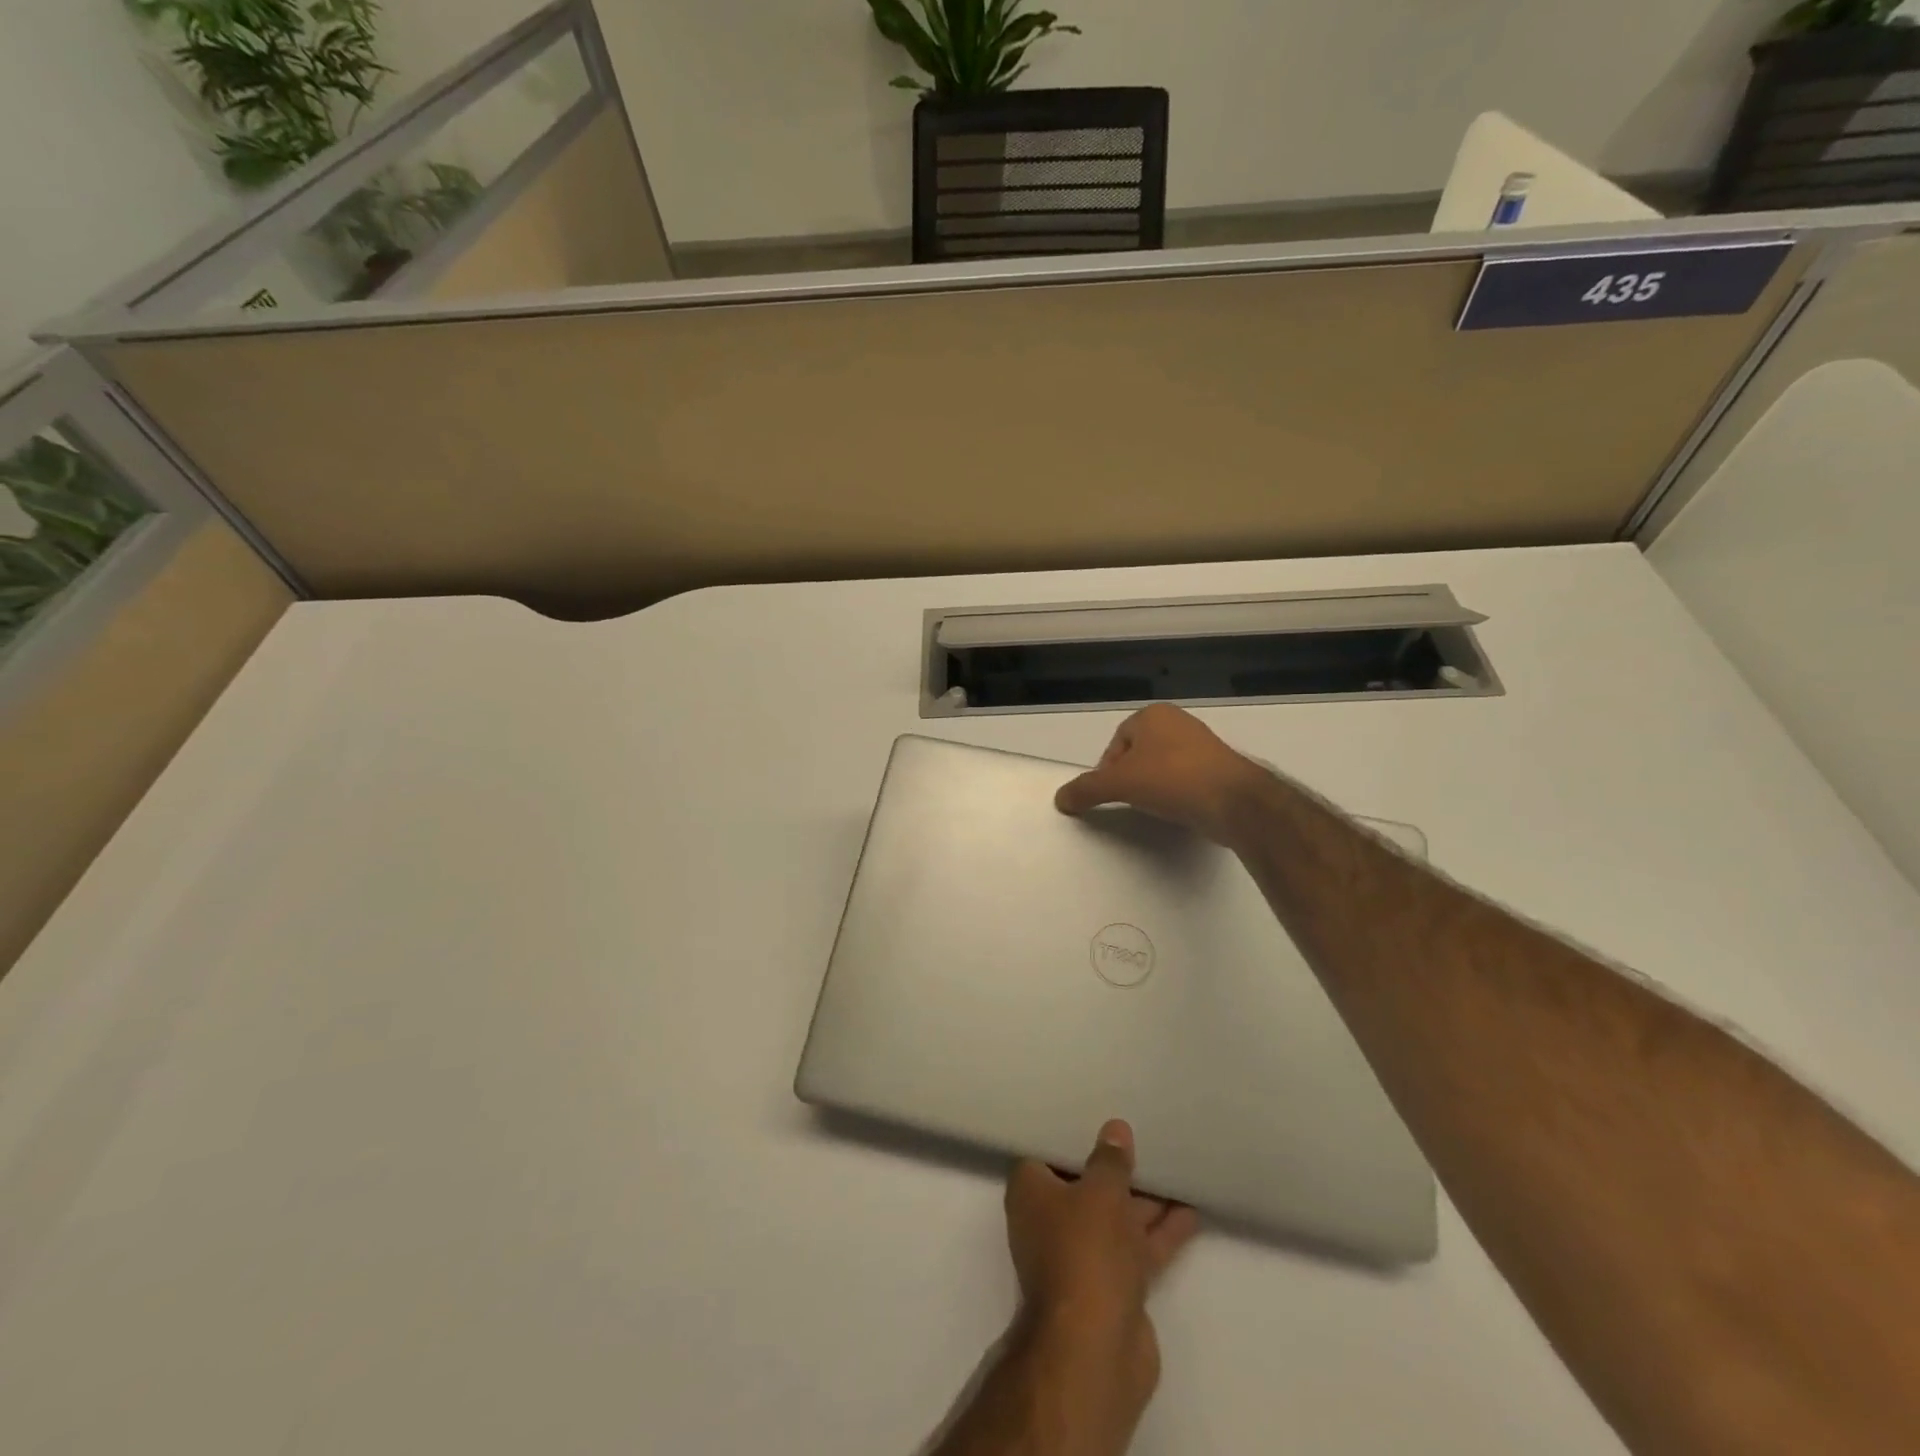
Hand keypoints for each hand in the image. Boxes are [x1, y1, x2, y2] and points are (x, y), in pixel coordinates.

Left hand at [1004, 1121, 1198, 1440]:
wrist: (1096, 1348)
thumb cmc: (1085, 1251)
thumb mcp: (1101, 1193)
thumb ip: (1110, 1160)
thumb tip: (1114, 1129)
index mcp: (1031, 1193)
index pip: (1046, 1153)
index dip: (1069, 1135)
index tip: (1094, 1114)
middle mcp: (1050, 1222)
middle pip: (1084, 1184)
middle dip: (1112, 1167)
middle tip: (1143, 1134)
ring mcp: (1082, 1256)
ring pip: (1114, 1217)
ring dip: (1143, 1198)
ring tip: (1174, 1165)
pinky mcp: (1112, 1285)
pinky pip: (1135, 1247)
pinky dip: (1159, 1232)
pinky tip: (1190, 1210)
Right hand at [1054, 703, 1270, 849]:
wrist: (1234, 801)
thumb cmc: (1172, 779)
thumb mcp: (1119, 784)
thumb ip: (1086, 789)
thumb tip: (1060, 799)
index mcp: (1153, 715)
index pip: (1116, 742)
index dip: (1107, 770)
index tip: (1110, 793)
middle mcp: (1178, 722)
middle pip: (1137, 755)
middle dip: (1130, 778)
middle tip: (1129, 801)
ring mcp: (1202, 745)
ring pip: (1161, 768)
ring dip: (1153, 787)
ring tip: (1153, 808)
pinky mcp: (1219, 769)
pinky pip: (1184, 780)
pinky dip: (1176, 795)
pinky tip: (1176, 811)